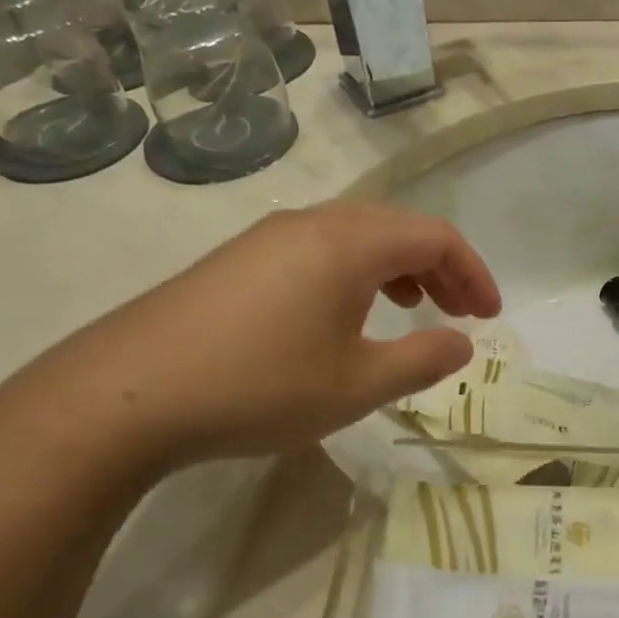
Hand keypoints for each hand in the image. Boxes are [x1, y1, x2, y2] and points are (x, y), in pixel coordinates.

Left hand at [42, 202, 500, 468]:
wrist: (128, 393)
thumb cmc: (261, 386)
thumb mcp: (357, 385)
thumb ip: (421, 359)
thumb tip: (463, 343)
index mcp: (350, 242)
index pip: (435, 237)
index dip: (473, 273)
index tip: (490, 317)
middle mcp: (312, 223)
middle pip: (398, 228)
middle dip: (440, 269)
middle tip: (461, 314)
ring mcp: (268, 237)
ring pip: (356, 237)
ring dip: (398, 269)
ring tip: (412, 309)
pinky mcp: (238, 260)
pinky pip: (318, 251)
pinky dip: (355, 275)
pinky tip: (345, 316)